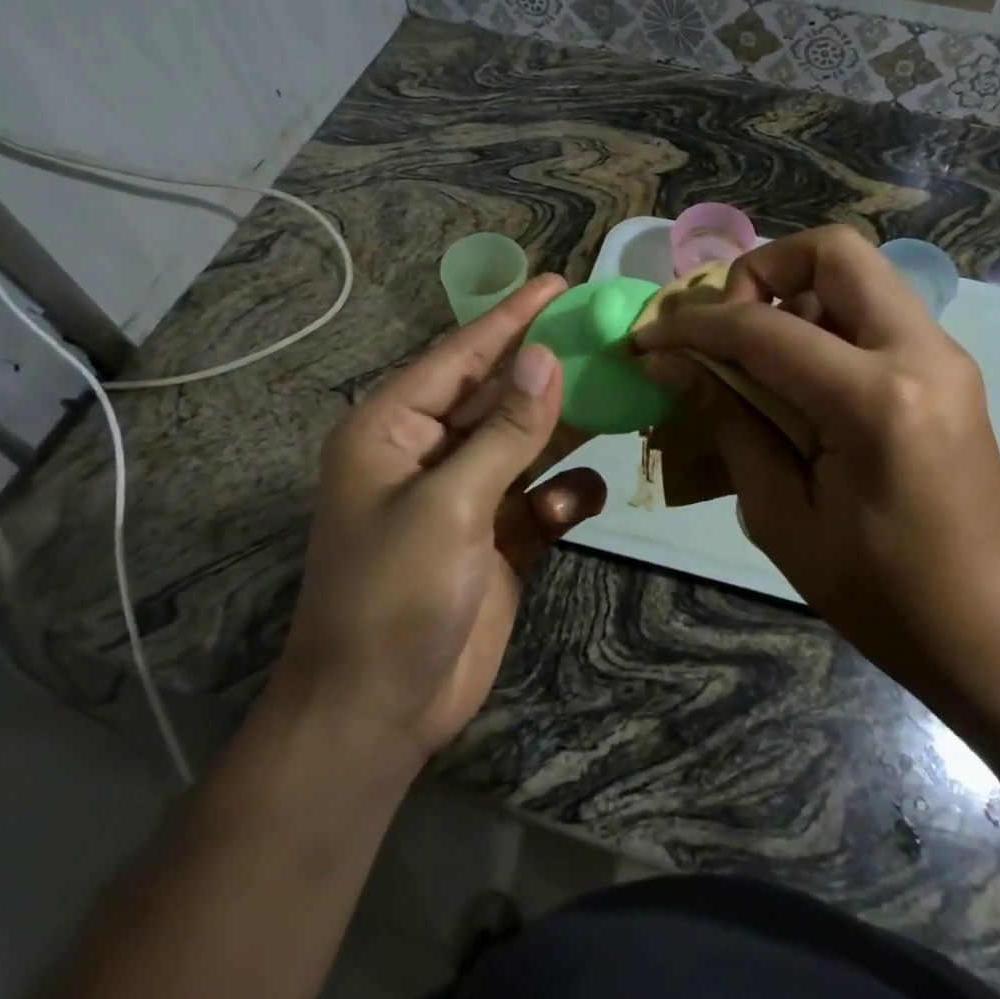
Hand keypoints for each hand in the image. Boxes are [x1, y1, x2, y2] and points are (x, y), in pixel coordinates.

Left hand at [275, 276, 602, 762]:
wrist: (380, 715)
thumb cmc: (394, 597)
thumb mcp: (451, 505)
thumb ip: (505, 431)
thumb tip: (546, 356)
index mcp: (393, 430)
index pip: (459, 357)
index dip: (510, 318)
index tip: (558, 283)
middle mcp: (427, 453)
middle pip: (497, 395)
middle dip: (547, 370)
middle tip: (605, 333)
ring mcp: (463, 497)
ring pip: (524, 444)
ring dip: (565, 427)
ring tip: (620, 395)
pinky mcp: (494, 539)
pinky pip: (538, 500)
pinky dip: (563, 496)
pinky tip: (583, 497)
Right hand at [633, 226, 999, 720]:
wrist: (999, 629)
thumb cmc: (885, 595)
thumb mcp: (784, 520)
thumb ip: (730, 425)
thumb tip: (671, 367)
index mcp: (876, 400)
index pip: (764, 330)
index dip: (694, 328)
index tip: (649, 340)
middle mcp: (919, 353)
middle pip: (833, 251)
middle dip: (761, 272)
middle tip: (726, 327)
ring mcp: (942, 354)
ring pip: (858, 274)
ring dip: (795, 294)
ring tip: (756, 356)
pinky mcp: (946, 368)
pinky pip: (874, 312)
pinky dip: (825, 321)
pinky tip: (798, 378)